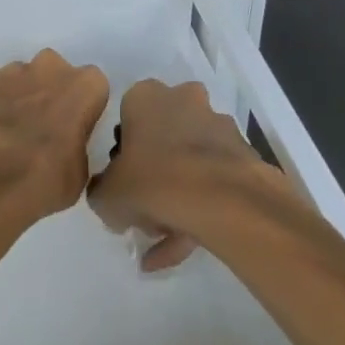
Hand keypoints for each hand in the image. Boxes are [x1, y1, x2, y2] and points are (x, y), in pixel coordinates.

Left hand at [0, 49, 109, 220]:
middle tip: (41, 125)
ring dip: (20, 96)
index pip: (92, 87)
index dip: (82, 106)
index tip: (73, 127)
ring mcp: (14, 69)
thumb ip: (78, 143)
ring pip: (21, 77)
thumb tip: (67, 146)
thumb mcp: (81, 170)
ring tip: (10, 130)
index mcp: (87, 84)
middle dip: (50, 92)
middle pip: (55, 72)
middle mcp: (52, 66)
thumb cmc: (50, 177)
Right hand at [88, 79, 277, 270]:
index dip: (123, 157)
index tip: (123, 185)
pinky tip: (187, 247)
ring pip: (190, 162)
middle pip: (162, 138)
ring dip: (178, 197)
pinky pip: (213, 181)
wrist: (222, 200)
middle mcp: (183, 99)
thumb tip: (110, 196)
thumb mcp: (107, 195)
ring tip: (166, 240)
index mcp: (146, 96)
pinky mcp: (242, 154)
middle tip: (144, 211)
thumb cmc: (153, 181)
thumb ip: (102, 192)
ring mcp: (217, 125)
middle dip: (154, 175)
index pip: (126, 120)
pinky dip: (200, 209)